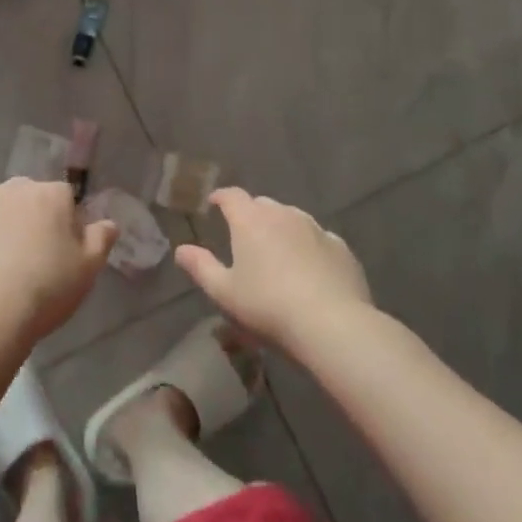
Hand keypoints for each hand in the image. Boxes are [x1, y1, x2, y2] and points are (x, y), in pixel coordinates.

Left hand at [0, 179, 116, 343]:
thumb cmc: (46, 288)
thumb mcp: (88, 269)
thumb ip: (101, 239)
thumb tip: (109, 222)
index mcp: (51, 194)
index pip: (64, 197)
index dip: (64, 222)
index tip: (61, 250)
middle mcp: (14, 187)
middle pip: (26, 194)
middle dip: (29, 216)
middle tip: (29, 255)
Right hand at [175, 188, 372, 350]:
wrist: (332, 325)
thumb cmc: (268, 307)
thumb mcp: (225, 293)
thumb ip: (201, 267)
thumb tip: (181, 249)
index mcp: (250, 220)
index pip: (232, 196)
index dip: (221, 198)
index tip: (214, 204)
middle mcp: (283, 214)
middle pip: (262, 205)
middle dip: (251, 215)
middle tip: (245, 237)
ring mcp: (315, 228)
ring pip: (292, 218)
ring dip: (281, 229)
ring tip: (277, 253)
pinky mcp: (340, 247)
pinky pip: (318, 238)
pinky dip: (309, 246)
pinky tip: (310, 269)